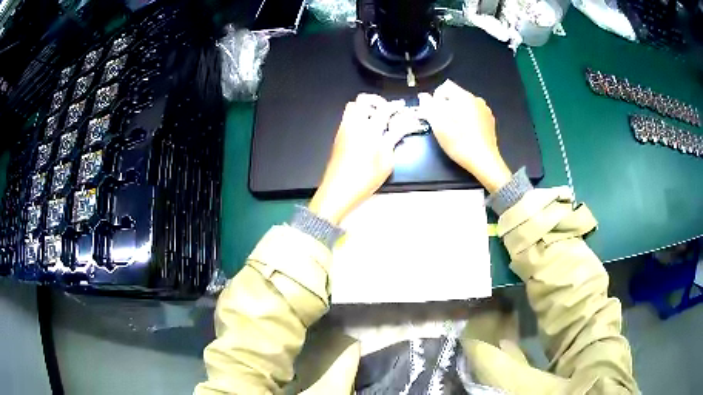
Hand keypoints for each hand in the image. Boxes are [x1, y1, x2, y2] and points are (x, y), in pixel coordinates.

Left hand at [309, 94, 403, 224]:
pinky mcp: (338, 136)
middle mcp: (354, 126)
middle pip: (363, 100)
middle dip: (377, 101)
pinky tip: (366, 129)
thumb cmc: (363, 180)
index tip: (401, 106)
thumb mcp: (386, 162)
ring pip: (353, 106)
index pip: (384, 110)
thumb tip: (402, 126)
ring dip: (365, 107)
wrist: (337, 191)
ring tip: (376, 118)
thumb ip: (393, 139)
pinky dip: (357, 116)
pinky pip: (347, 117)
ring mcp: (343, 130)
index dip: (395, 106)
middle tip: (387, 109)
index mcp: (369, 131)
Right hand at [419, 80, 511, 193]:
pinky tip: (466, 134)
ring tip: (455, 130)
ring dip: (456, 113)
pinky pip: (474, 114)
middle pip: (455, 96)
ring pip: (464, 106)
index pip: (444, 87)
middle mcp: (476, 99)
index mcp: (464, 96)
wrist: (484, 161)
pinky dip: (467, 120)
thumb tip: (423, 96)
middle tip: (443, 124)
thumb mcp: (438, 125)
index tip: (435, 114)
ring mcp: (485, 110)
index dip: (435, 99)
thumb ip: (428, 106)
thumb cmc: (459, 142)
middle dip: (446, 106)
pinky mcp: (489, 121)